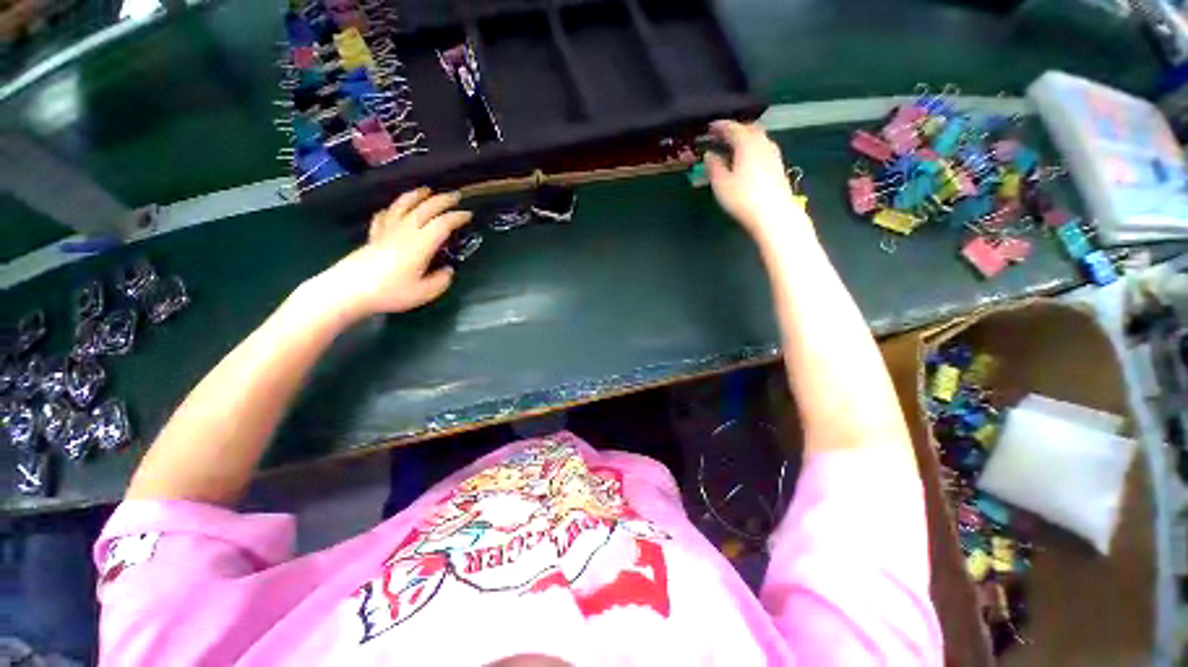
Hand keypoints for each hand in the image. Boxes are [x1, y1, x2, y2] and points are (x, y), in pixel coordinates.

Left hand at [322, 188, 471, 317]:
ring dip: (417, 195)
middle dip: (442, 200)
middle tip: (455, 195)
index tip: (468, 215)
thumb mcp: (424, 293)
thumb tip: (448, 270)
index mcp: (421, 244)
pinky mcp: (373, 236)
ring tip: (426, 190)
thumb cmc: (390, 292)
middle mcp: (405, 231)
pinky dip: (392, 208)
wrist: (348, 290)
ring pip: (403, 205)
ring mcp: (387, 230)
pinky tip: (394, 208)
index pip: (443, 224)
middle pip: (425, 208)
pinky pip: (384, 215)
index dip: (457, 217)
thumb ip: (441, 280)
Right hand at [705, 120, 808, 245]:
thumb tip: (709, 154)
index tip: (710, 128)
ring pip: (758, 138)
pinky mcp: (778, 166)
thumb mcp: (721, 183)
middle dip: (734, 129)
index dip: (719, 126)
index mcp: (746, 143)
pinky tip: (746, 160)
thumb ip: (714, 166)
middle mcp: (762, 143)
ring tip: (733, 148)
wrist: (773, 213)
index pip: (732, 127)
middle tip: (721, 136)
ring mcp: (773, 154)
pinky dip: (752, 148)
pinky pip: (763, 149)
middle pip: (748, 128)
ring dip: (745, 139)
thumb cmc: (743, 198)